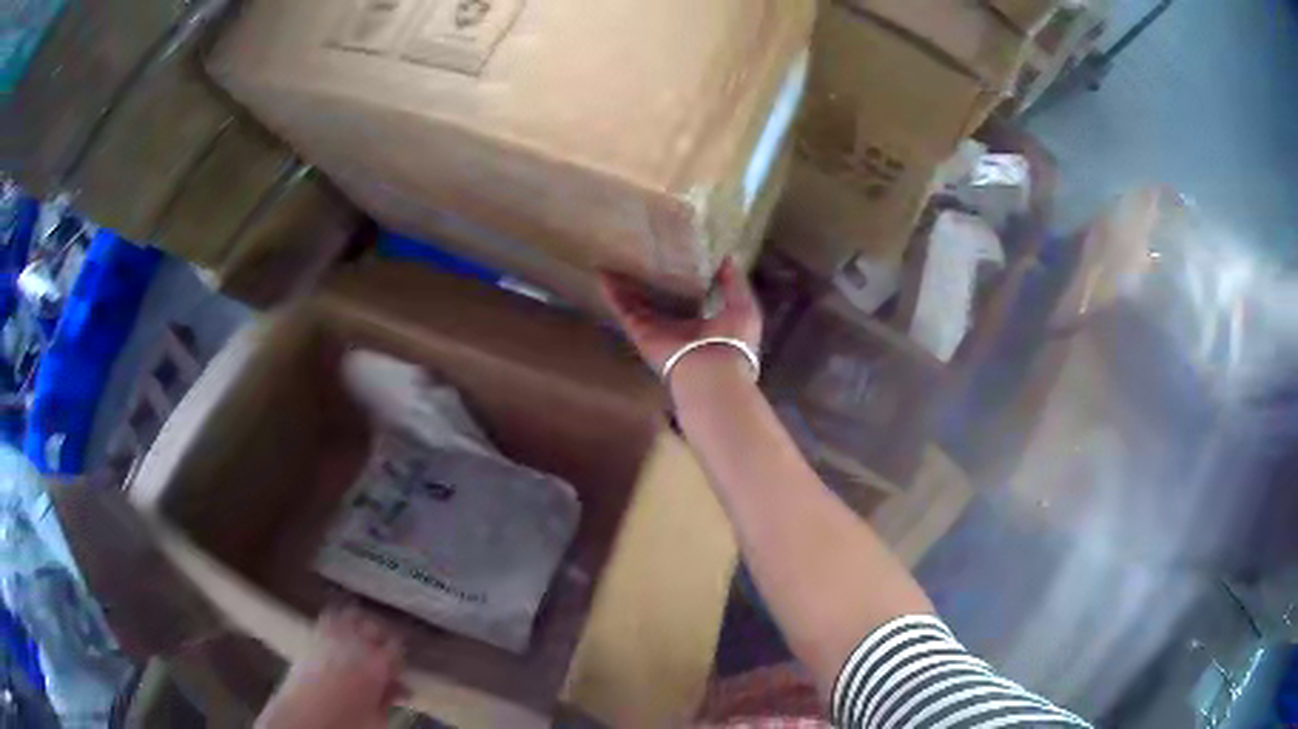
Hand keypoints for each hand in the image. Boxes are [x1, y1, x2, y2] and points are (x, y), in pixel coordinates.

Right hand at [599, 258, 762, 376]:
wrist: (712, 371)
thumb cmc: (733, 340)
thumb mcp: (743, 306)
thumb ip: (734, 283)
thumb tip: (728, 257)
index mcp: (706, 323)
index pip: (692, 297)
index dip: (684, 278)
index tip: (677, 255)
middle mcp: (678, 326)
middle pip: (660, 298)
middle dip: (651, 279)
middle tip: (643, 252)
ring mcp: (657, 329)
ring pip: (637, 302)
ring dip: (626, 283)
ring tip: (615, 258)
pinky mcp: (640, 331)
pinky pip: (624, 309)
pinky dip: (612, 293)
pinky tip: (603, 274)